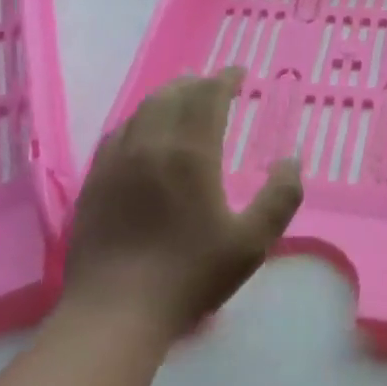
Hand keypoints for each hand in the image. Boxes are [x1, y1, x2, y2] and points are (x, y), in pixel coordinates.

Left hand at [64, 69, 302, 340]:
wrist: (115, 312)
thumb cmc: (190, 275)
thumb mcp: (251, 242)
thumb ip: (280, 197)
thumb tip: (292, 161)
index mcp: (191, 152)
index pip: (208, 97)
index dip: (225, 79)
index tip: (239, 73)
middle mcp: (151, 144)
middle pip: (172, 95)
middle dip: (196, 83)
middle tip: (212, 84)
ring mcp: (117, 161)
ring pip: (142, 110)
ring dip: (166, 96)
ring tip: (180, 97)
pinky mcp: (94, 181)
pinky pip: (117, 133)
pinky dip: (137, 119)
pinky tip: (141, 131)